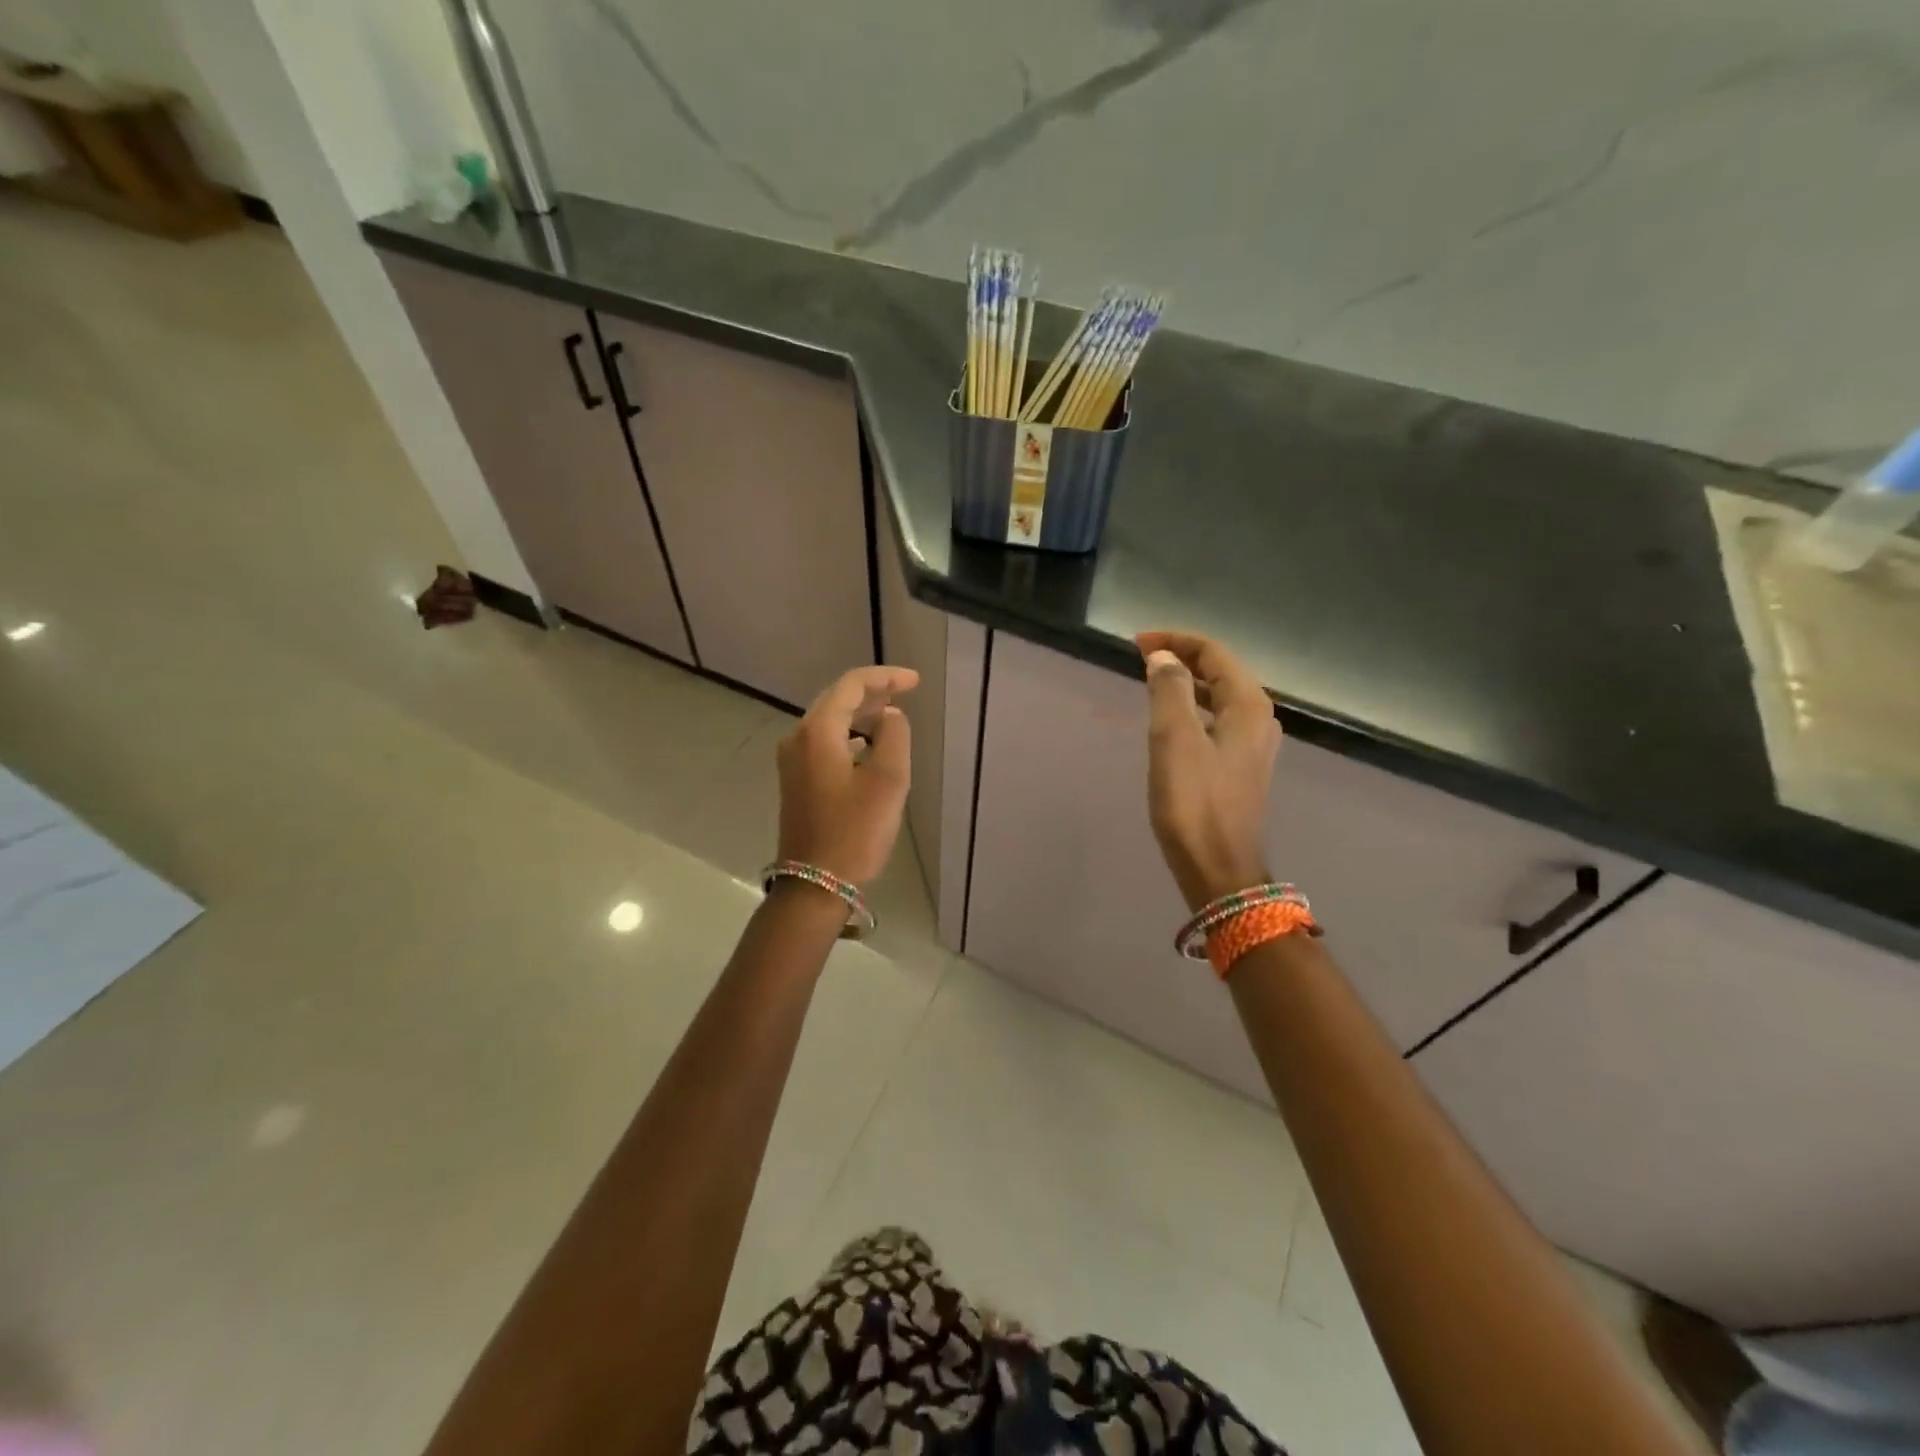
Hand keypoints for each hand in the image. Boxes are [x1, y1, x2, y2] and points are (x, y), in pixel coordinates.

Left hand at [776, 665, 919, 886]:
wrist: (815, 884)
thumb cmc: (855, 831)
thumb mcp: (887, 780)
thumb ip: (894, 736)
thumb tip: (890, 717)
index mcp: (817, 732)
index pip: (851, 686)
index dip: (884, 677)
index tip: (914, 681)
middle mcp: (798, 739)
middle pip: (836, 700)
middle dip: (872, 693)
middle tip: (906, 693)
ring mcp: (793, 761)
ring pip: (830, 722)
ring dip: (861, 715)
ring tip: (893, 717)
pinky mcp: (797, 781)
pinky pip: (825, 743)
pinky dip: (850, 736)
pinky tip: (870, 748)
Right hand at [1136, 631, 1280, 911]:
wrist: (1218, 867)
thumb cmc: (1194, 802)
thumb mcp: (1175, 739)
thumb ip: (1169, 689)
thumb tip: (1164, 657)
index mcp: (1249, 706)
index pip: (1215, 653)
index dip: (1176, 640)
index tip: (1137, 642)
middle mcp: (1259, 719)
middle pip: (1221, 671)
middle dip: (1182, 657)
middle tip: (1141, 657)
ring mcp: (1253, 745)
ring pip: (1220, 696)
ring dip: (1188, 682)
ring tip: (1152, 680)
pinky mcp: (1240, 767)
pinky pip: (1218, 720)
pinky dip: (1194, 708)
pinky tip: (1172, 719)